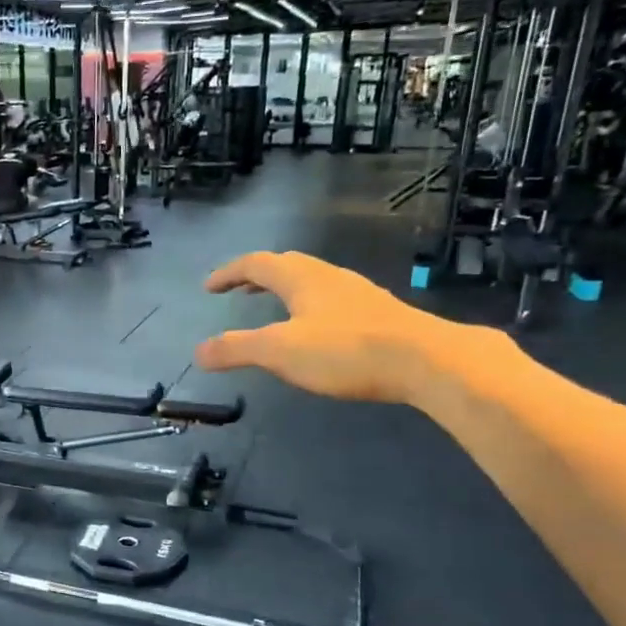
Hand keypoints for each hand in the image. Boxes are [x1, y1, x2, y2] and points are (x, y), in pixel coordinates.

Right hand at [194, 251, 465, 403]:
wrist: (426, 361)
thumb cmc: (345, 351)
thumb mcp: (280, 351)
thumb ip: (236, 349)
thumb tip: (199, 351)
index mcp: (302, 279)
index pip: (257, 264)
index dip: (229, 273)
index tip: (209, 287)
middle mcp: (330, 278)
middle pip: (287, 265)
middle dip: (258, 275)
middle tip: (239, 290)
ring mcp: (358, 294)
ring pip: (313, 281)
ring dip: (286, 289)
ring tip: (274, 307)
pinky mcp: (379, 315)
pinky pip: (333, 300)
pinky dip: (310, 306)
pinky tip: (318, 330)